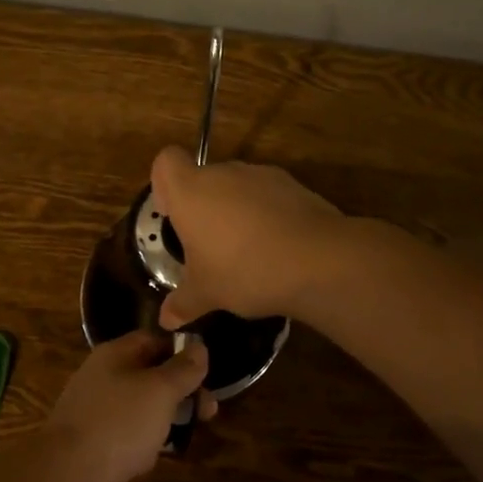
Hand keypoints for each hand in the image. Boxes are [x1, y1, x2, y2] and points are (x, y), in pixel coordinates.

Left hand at [22, 332, 215, 481]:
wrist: (69, 473)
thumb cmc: (121, 422)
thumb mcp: (161, 390)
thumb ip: (184, 368)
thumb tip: (199, 347)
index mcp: (116, 354)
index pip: (155, 339)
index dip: (183, 352)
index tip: (207, 373)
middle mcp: (102, 375)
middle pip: (150, 374)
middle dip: (181, 391)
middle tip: (208, 412)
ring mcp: (94, 408)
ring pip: (140, 405)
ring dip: (165, 418)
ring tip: (184, 436)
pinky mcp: (91, 439)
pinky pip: (125, 432)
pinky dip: (143, 440)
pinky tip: (152, 457)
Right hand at [150, 145, 345, 328]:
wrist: (317, 261)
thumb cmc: (244, 271)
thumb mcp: (207, 293)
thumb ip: (183, 303)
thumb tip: (165, 319)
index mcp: (192, 191)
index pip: (166, 162)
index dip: (164, 185)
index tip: (173, 215)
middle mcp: (224, 174)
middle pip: (204, 178)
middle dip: (204, 208)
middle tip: (209, 247)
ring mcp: (263, 176)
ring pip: (238, 187)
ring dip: (236, 211)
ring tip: (247, 252)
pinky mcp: (295, 186)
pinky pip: (269, 197)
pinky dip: (267, 215)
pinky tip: (277, 249)